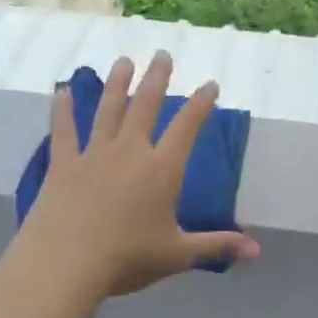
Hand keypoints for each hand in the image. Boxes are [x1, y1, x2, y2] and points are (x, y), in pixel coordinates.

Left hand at [13, 52, 260, 299]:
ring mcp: (94, 155)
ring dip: (116, 84)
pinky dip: (62, 110)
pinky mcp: (63, 165)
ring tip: (123, 61)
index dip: (201, 104)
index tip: (210, 85)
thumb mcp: (178, 255)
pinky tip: (61, 91)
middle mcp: (130, 152)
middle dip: (156, 78)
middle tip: (162, 54)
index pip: (187, 128)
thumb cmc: (127, 259)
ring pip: (107, 110)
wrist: (66, 264)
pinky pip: (64, 131)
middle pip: (145, 106)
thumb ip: (217, 245)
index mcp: (162, 170)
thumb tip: (256, 249)